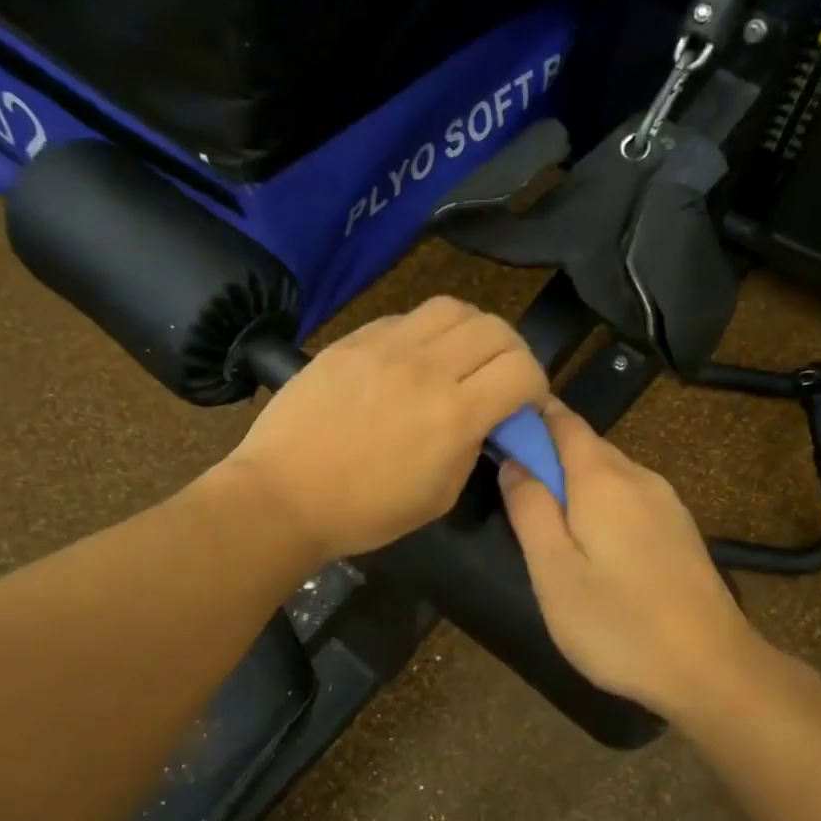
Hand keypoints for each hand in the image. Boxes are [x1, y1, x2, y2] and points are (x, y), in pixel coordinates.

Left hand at [225, 297, 548, 559]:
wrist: (284, 494)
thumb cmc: (364, 512)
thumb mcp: (439, 496)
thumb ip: (472, 448)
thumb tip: (485, 419)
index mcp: (454, 414)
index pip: (523, 369)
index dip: (536, 385)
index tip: (523, 405)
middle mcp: (426, 368)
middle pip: (496, 328)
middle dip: (511, 353)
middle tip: (498, 379)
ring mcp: (386, 346)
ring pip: (453, 308)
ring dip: (471, 331)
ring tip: (460, 358)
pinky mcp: (353, 339)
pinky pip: (406, 317)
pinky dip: (425, 333)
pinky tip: (412, 359)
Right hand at [499, 399, 767, 724]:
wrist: (711, 669)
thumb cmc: (618, 624)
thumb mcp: (554, 572)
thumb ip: (530, 510)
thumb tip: (513, 462)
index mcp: (602, 479)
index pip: (561, 421)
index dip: (528, 417)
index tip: (495, 430)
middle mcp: (638, 477)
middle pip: (585, 445)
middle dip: (546, 453)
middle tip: (511, 488)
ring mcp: (665, 502)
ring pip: (608, 472)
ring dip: (572, 481)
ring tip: (545, 520)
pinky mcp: (679, 529)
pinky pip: (628, 496)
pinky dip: (599, 502)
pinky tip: (590, 542)